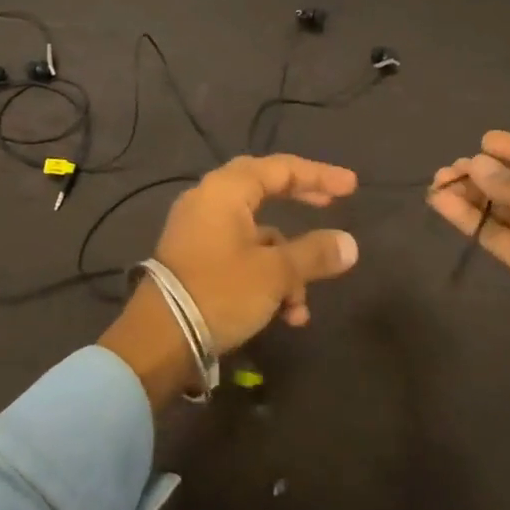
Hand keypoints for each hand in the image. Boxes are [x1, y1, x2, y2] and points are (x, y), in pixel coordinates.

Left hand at [100, 155, 359, 406]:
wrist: (159, 340)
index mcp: (225, 191)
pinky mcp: (195, 260)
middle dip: (300, 204)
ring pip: (256, 235)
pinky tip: (284, 315)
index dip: (319, 176)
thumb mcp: (275, 273)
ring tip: (302, 306)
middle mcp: (208, 201)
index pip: (280, 168)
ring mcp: (199, 231)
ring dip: (287, 266)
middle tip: (330, 208)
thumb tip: (349, 244)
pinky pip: (240, 256)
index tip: (351, 187)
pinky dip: (265, 278)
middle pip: (264, 191)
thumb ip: (314, 254)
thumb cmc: (220, 292)